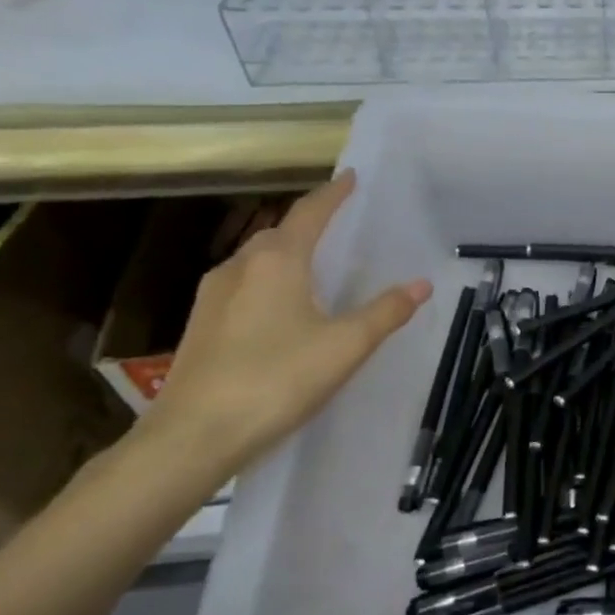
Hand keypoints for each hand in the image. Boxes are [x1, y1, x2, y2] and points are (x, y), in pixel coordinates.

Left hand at [140, 171, 431, 478]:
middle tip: (340, 224)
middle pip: (279, 232)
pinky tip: (282, 306)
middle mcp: (241, 267)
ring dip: (287, 252)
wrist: (193, 437)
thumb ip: (386, 312)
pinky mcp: (201, 324)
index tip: (351, 177)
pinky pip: (244, 284)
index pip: (310, 213)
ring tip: (314, 263)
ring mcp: (213, 296)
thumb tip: (422, 284)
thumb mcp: (345, 346)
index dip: (333, 194)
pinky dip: (269, 279)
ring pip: (257, 259)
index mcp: (277, 262)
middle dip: (309, 223)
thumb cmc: (277, 380)